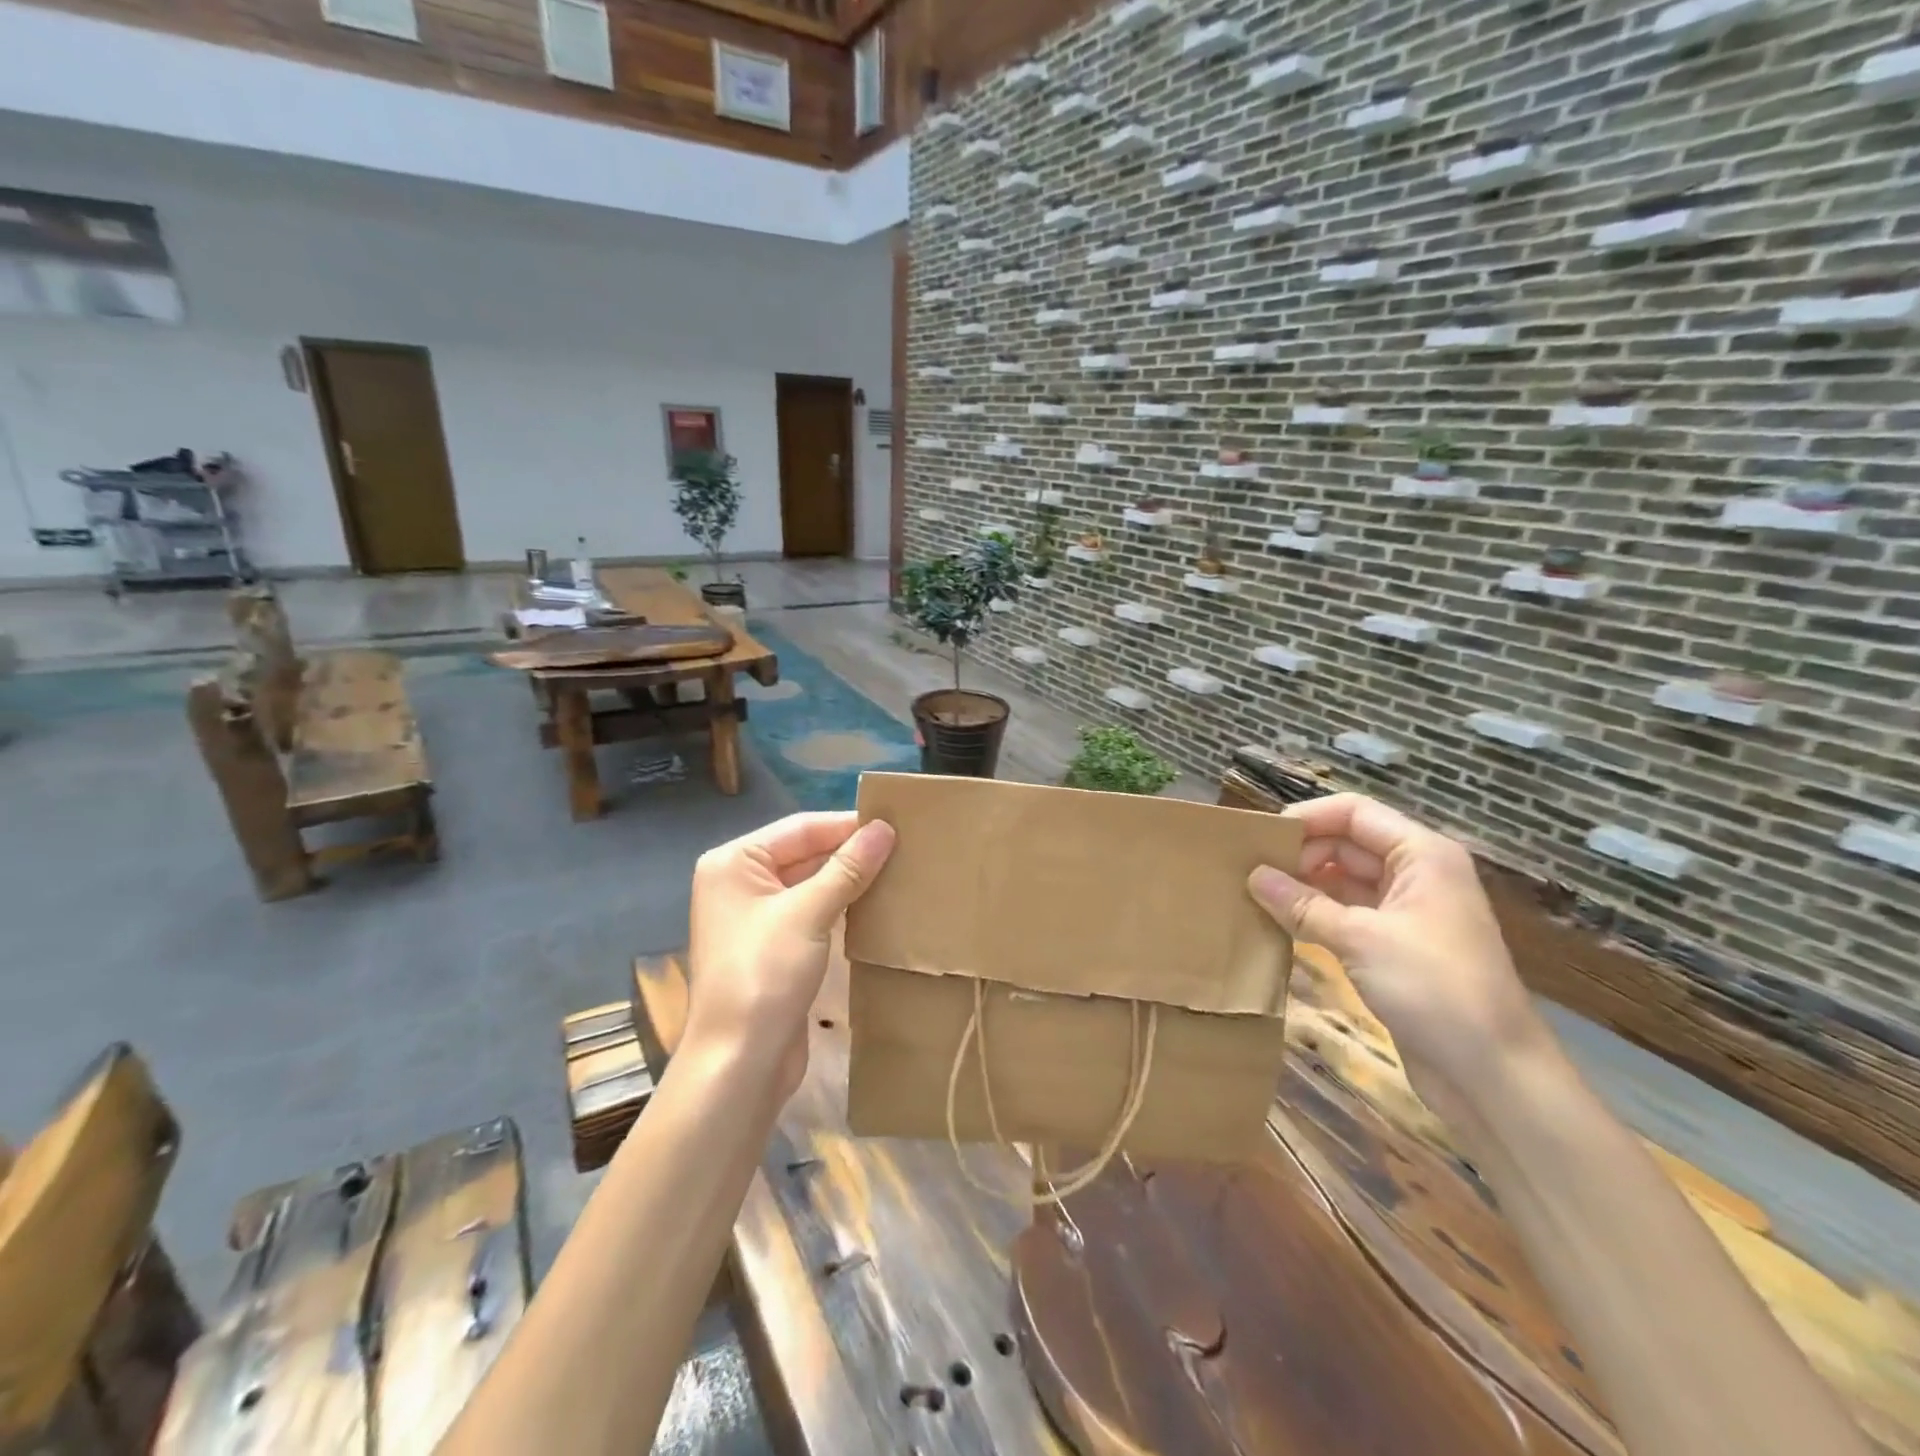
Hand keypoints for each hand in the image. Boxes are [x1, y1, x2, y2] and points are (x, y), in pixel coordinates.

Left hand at [686, 811, 895, 1101]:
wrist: (740, 1063)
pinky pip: (812, 912)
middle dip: (851, 852)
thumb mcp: (808, 914)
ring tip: (899, 871)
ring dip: (850, 880)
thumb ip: (847, 868)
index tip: (897, 822)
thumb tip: (884, 829)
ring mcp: (756, 916)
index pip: (801, 828)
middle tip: (905, 847)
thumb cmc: (765, 975)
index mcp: (735, 862)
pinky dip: (841, 906)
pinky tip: (877, 905)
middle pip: (805, 853)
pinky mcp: (773, 946)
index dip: (848, 825)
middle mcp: (740, 882)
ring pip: (811, 883)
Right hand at [1246, 793, 1552, 1113]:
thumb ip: (1303, 904)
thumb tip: (1252, 875)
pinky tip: (1278, 922)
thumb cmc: (1435, 989)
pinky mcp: (1394, 946)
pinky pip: (1346, 914)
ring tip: (1253, 893)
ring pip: (1343, 880)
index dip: (1307, 818)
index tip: (1260, 839)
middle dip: (1300, 853)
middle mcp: (1415, 874)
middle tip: (1247, 870)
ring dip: (1303, 885)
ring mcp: (1406, 912)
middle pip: (1346, 843)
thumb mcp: (1361, 939)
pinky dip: (1314, 914)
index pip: (1354, 813)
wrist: (1494, 1076)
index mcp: (1421, 855)